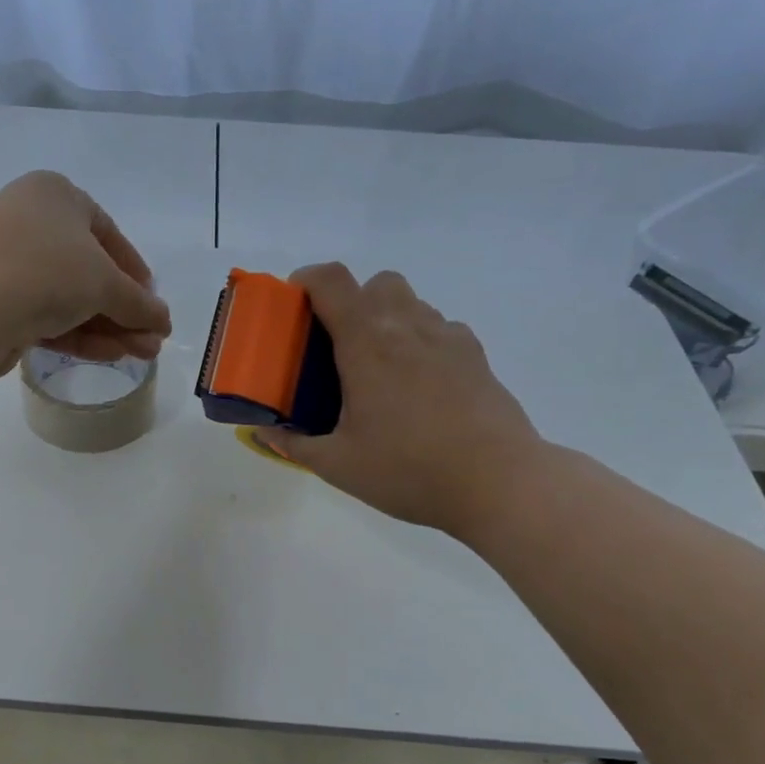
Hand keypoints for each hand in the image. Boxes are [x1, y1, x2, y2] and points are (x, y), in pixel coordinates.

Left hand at [0, 171, 171, 375]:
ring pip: (70, 300)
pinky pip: (49, 319)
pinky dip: (81, 336)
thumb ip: (139, 303)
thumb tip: (163, 321)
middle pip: (90, 272)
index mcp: (56, 197)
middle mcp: (31, 225)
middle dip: (125, 310)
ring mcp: (11, 267)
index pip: (107, 234)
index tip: (153, 304)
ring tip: (142, 356)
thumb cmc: (44, 268)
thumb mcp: (105, 281)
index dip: (135, 271)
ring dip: (109, 328)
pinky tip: (110, 355)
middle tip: (153, 342)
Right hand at [259, 264, 544, 537]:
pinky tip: (418, 385)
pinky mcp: (476, 357)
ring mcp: (448, 338)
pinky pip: (440, 329)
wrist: (499, 483)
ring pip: (411, 304)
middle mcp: (407, 327)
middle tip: (337, 345)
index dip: (306, 280)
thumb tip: (265, 433)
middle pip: (376, 283)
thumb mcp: (338, 465)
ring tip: (378, 370)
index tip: (293, 305)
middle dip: (351, 301)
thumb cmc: (408, 469)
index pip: (331, 281)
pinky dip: (420, 341)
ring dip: (387, 320)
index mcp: (367, 343)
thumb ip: (295, 445)